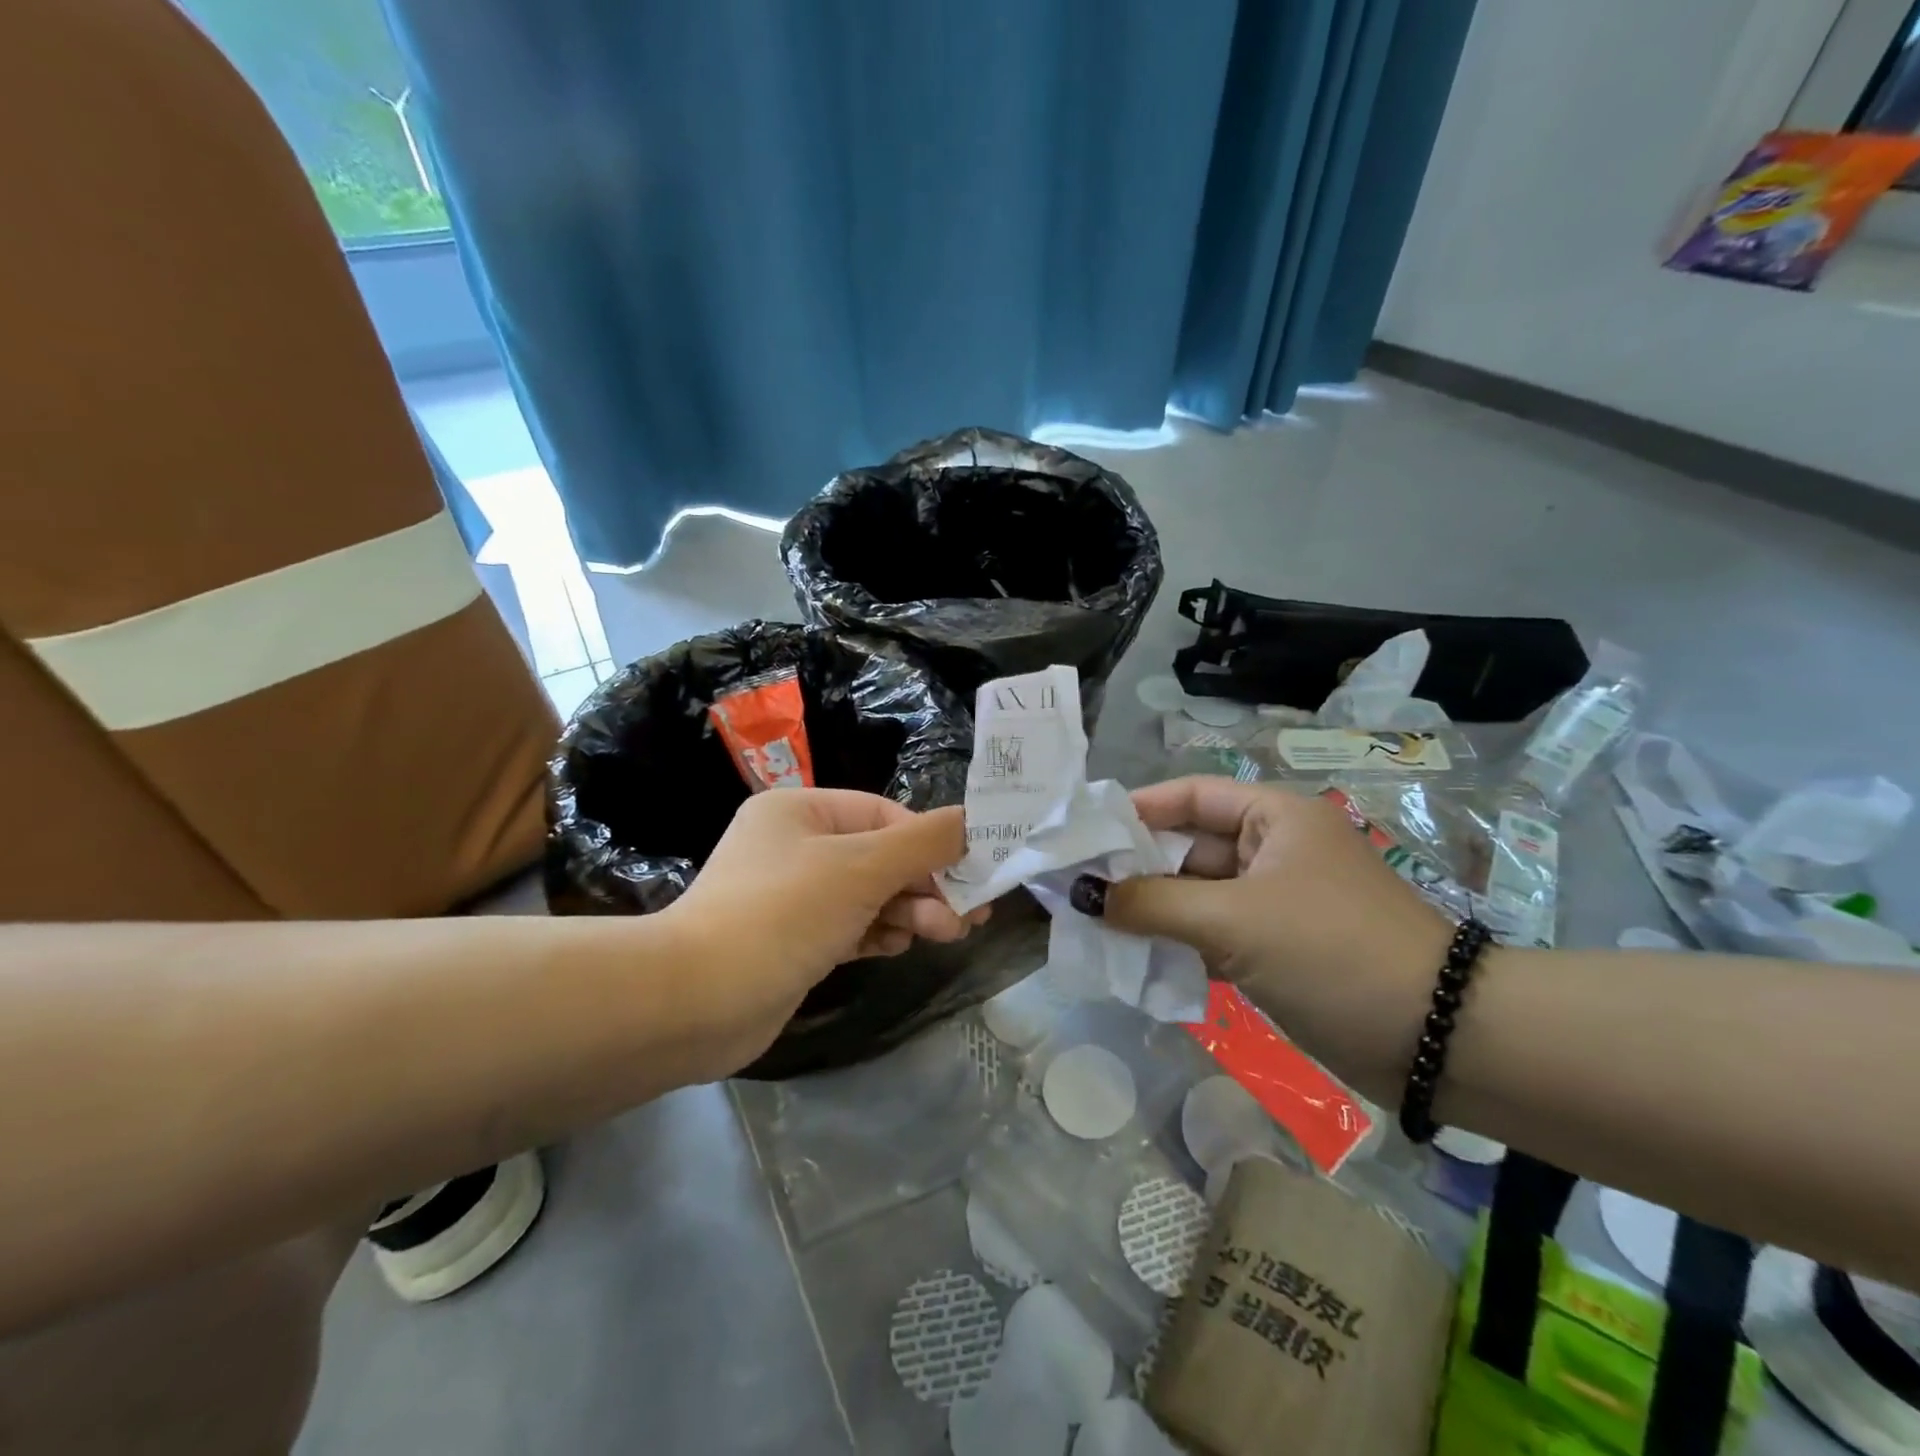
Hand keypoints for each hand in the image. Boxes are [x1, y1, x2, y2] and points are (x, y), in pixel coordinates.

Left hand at [662, 789, 983, 1078]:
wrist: (696, 1002)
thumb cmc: (783, 914)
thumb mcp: (862, 868)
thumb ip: (924, 842)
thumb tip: (974, 820)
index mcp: (801, 810)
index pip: (885, 816)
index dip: (933, 843)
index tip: (975, 874)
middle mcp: (795, 845)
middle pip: (881, 856)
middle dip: (926, 884)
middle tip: (970, 916)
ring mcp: (792, 896)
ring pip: (869, 894)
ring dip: (909, 911)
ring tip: (946, 934)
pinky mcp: (793, 941)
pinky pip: (850, 926)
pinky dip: (878, 933)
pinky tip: (900, 946)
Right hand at [1087, 777, 1454, 1100]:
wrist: (1439, 1040)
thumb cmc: (1332, 951)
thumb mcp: (1234, 921)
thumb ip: (1151, 904)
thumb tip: (1081, 894)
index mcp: (1272, 818)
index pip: (1189, 795)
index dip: (1136, 810)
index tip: (1083, 834)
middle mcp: (1272, 850)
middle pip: (1187, 847)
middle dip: (1135, 869)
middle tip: (1076, 889)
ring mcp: (1274, 901)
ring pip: (1196, 896)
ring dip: (1152, 912)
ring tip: (1093, 926)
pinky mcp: (1276, 948)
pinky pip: (1213, 934)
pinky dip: (1178, 944)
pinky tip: (1135, 961)